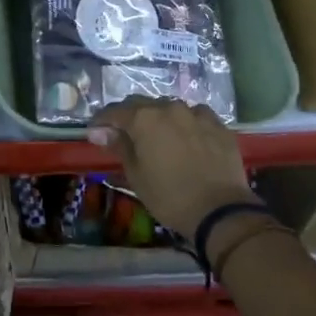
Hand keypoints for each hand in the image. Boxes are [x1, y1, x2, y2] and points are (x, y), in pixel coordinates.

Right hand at [87, 97, 253, 233]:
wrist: (220, 210)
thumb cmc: (169, 196)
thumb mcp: (136, 174)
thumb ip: (119, 146)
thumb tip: (100, 132)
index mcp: (144, 119)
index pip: (114, 112)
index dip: (101, 121)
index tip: (95, 132)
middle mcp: (169, 108)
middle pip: (141, 104)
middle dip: (129, 117)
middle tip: (124, 134)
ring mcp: (196, 114)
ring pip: (170, 108)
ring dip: (159, 118)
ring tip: (158, 136)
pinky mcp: (218, 125)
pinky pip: (196, 116)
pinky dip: (186, 123)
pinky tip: (187, 138)